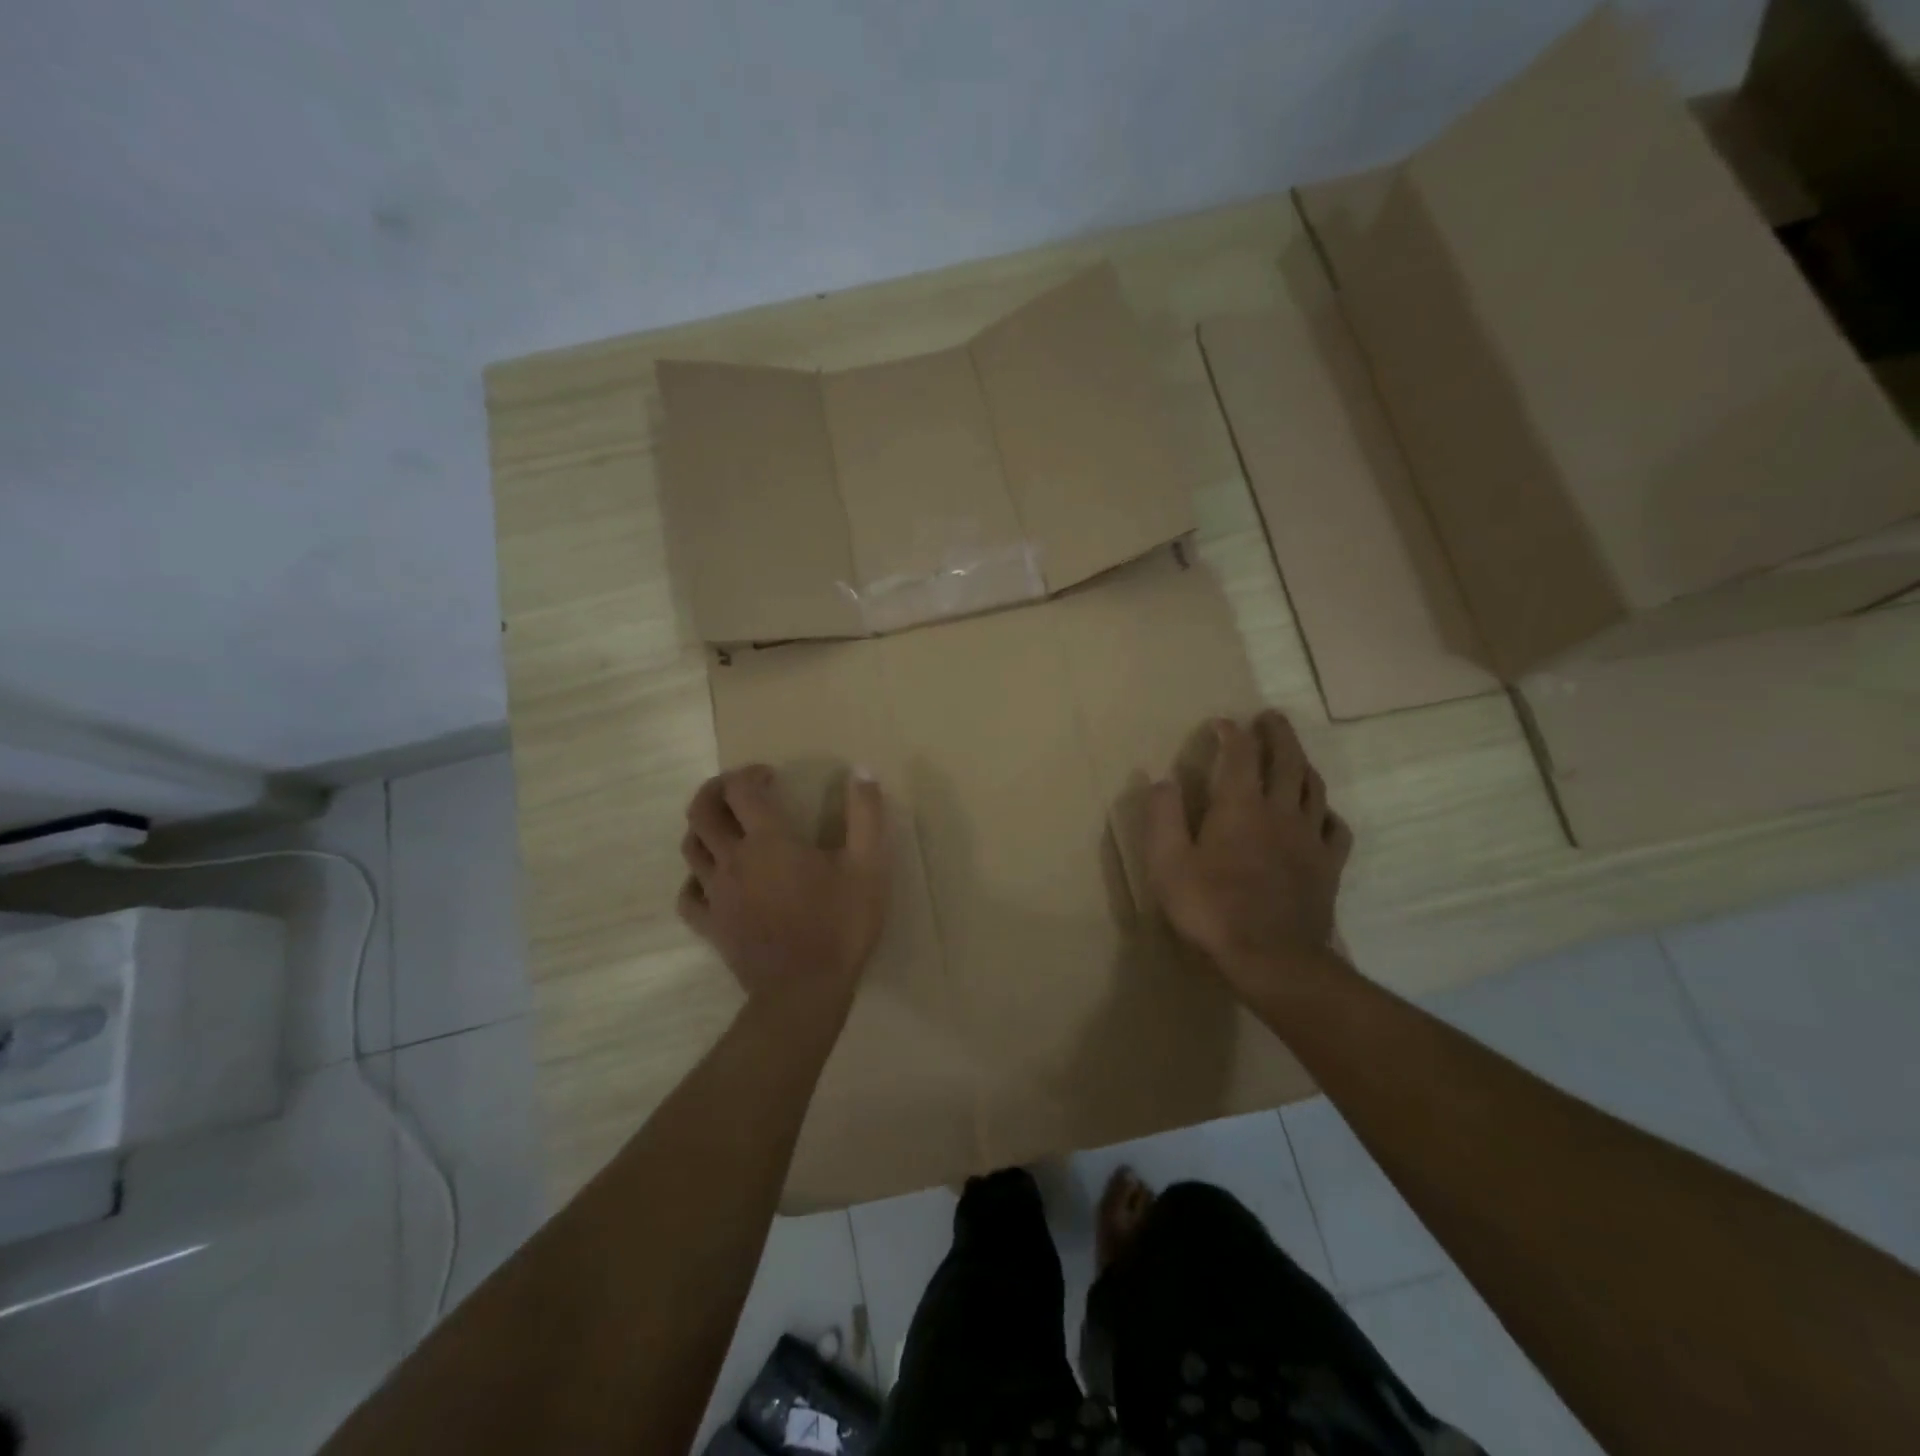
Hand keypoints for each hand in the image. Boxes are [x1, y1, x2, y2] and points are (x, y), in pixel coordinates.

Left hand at [677, 765, 890, 1015]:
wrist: (805, 992)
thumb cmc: (839, 925)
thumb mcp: (869, 865)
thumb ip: (866, 814)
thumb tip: (862, 771)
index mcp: (768, 840)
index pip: (740, 790)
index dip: (750, 773)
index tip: (771, 776)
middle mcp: (732, 860)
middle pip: (701, 812)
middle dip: (714, 790)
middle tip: (736, 788)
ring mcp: (716, 895)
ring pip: (690, 849)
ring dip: (703, 828)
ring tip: (726, 827)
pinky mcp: (710, 927)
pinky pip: (688, 896)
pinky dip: (694, 879)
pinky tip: (711, 880)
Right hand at [1145, 712, 1352, 995]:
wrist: (1272, 958)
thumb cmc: (1211, 908)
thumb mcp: (1168, 864)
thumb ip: (1163, 818)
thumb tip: (1162, 780)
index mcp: (1239, 807)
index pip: (1240, 755)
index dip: (1232, 733)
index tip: (1222, 723)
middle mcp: (1279, 811)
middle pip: (1287, 760)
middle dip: (1278, 734)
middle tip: (1270, 717)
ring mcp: (1309, 838)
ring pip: (1313, 787)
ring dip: (1303, 763)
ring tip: (1294, 754)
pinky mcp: (1328, 866)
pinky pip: (1337, 828)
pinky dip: (1327, 812)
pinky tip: (1321, 813)